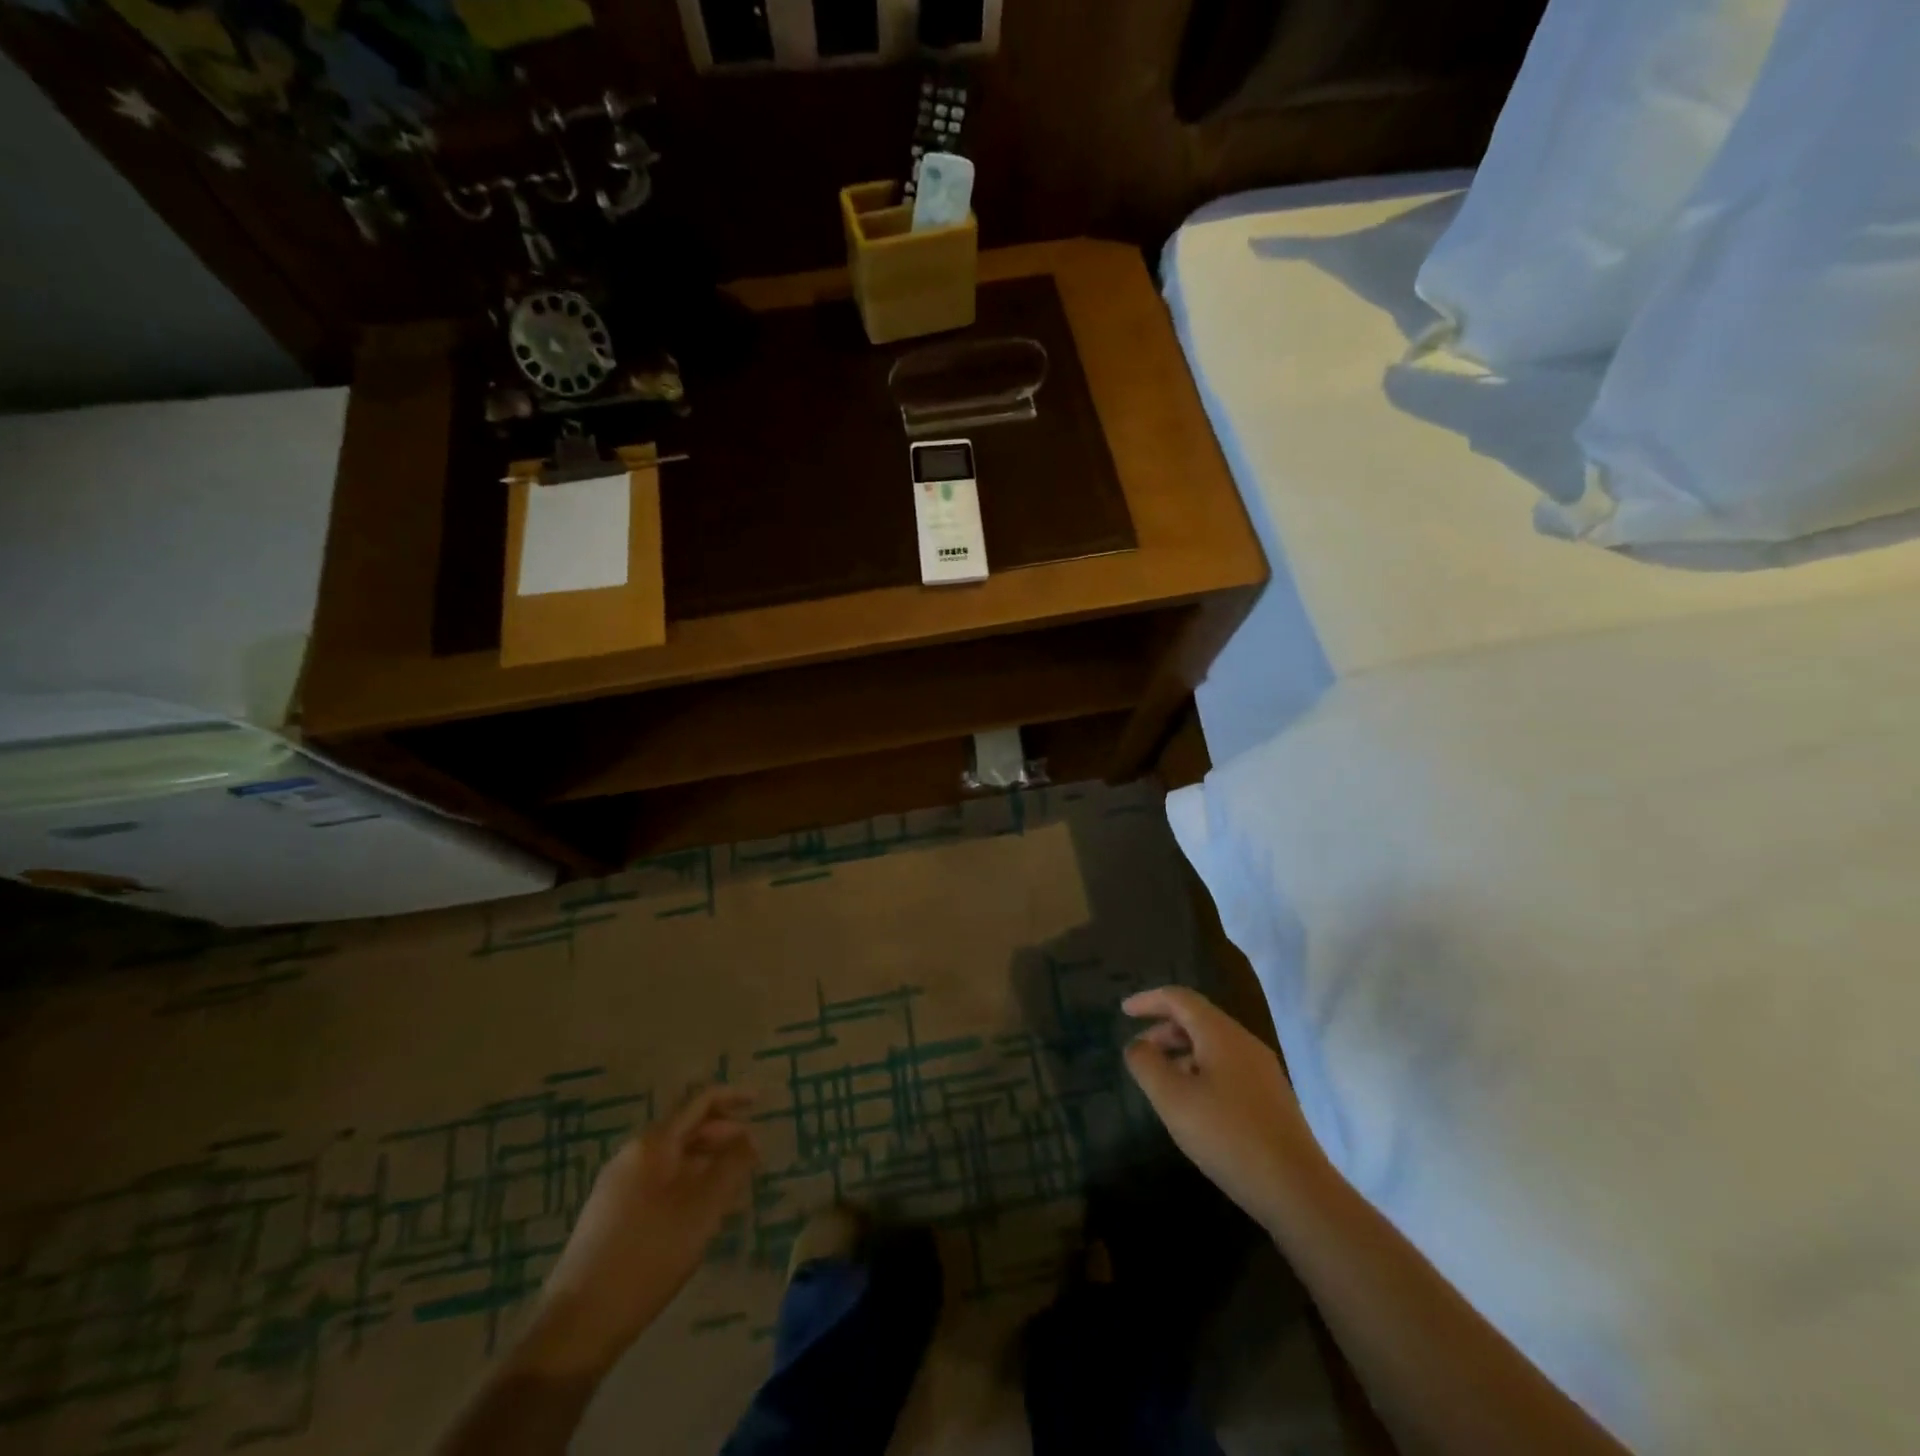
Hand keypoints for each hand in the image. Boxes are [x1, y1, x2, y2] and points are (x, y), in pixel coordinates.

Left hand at [517, 1086, 757, 1381]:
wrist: (580, 1322)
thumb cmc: (650, 1254)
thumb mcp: (703, 1208)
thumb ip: (732, 1166)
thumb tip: (749, 1138)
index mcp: (654, 1144)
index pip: (699, 1102)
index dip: (732, 1096)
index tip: (760, 1102)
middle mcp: (633, 1154)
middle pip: (685, 1128)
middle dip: (722, 1134)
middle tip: (753, 1154)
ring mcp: (617, 1185)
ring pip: (672, 1158)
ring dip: (706, 1162)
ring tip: (733, 1185)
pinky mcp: (610, 1214)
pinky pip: (658, 1181)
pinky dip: (686, 1183)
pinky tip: (699, 1213)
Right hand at [1122, 987, 1324, 1232]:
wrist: (1298, 1190)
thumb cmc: (1228, 1136)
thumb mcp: (1173, 1100)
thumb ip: (1147, 1065)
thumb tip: (1137, 1046)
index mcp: (1220, 1034)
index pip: (1179, 999)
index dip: (1149, 1000)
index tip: (1123, 1012)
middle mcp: (1244, 1042)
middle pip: (1198, 1019)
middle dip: (1163, 1029)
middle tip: (1140, 1052)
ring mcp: (1262, 1070)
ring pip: (1213, 1045)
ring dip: (1182, 1053)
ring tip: (1162, 1082)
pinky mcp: (1271, 1098)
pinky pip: (1227, 1067)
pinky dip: (1201, 1071)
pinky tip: (1194, 1105)